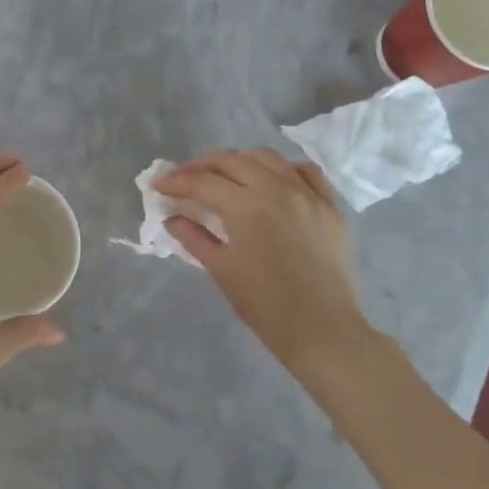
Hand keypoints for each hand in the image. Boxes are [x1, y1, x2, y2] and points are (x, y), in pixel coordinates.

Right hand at [156, 148, 374, 377]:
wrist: (323, 331)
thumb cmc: (265, 304)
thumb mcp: (221, 269)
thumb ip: (193, 237)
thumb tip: (171, 218)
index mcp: (246, 206)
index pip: (202, 181)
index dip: (176, 181)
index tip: (158, 185)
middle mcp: (277, 189)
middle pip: (232, 161)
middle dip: (202, 165)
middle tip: (185, 178)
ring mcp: (307, 194)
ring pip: (268, 158)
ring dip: (239, 160)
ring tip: (224, 174)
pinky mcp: (329, 206)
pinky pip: (305, 172)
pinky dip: (283, 169)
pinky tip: (271, 180)